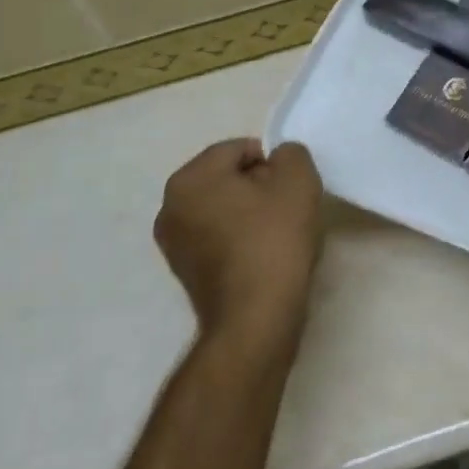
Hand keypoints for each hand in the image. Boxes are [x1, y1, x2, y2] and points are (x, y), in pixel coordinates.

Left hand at [154, 139, 324, 344]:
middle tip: (288, 208)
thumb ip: (290, 154)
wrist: (256, 319)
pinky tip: (263, 257)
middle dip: (259, 186)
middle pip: (227, 178)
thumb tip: (278, 161)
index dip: (272, 163)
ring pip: (223, 208)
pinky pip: (218, 238)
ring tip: (278, 235)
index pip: (238, 150)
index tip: (291, 188)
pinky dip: (239, 239)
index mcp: (190, 178)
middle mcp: (170, 206)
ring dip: (250, 213)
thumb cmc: (274, 240)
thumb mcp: (297, 180)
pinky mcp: (185, 273)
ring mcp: (173, 243)